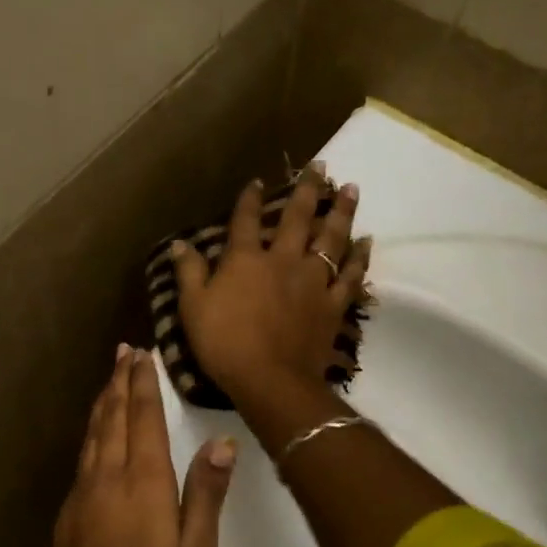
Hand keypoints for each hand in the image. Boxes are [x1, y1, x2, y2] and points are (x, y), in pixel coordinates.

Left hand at [46, 344, 235, 546]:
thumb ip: (206, 494)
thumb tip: (222, 442)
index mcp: (144, 485)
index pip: (144, 419)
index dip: (143, 384)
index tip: (143, 354)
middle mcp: (108, 480)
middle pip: (112, 418)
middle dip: (119, 381)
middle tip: (124, 351)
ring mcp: (82, 497)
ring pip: (92, 436)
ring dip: (102, 403)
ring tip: (109, 378)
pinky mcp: (67, 516)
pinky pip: (82, 460)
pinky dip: (91, 434)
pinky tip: (95, 435)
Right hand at [169, 168, 369, 408]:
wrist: (270, 379)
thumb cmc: (224, 343)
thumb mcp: (193, 308)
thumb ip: (189, 273)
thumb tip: (180, 243)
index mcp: (246, 260)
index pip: (245, 220)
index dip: (249, 199)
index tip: (256, 181)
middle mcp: (283, 260)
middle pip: (297, 218)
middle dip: (308, 190)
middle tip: (321, 167)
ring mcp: (312, 281)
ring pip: (331, 238)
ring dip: (341, 212)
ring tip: (351, 188)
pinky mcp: (333, 304)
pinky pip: (350, 275)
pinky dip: (359, 258)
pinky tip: (366, 241)